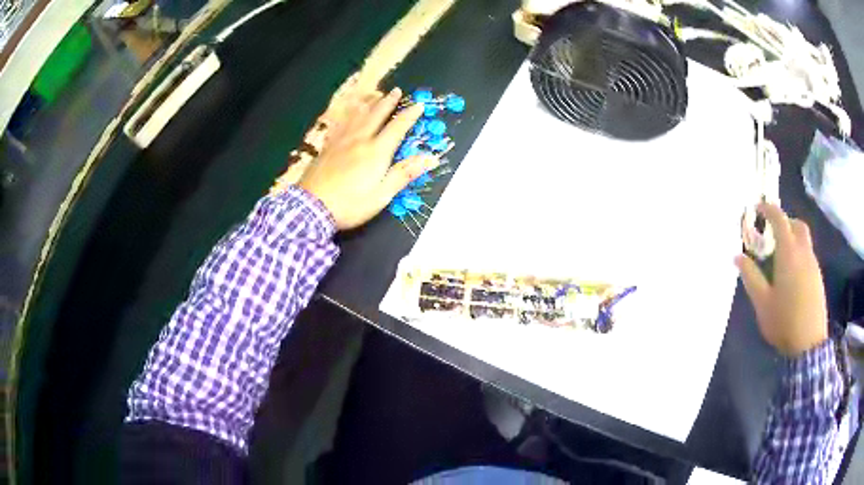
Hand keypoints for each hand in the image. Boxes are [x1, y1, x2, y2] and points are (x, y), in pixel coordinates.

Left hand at [299, 87, 438, 229]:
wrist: (311, 207)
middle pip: (376, 116)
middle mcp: (359, 140)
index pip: (397, 128)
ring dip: (369, 103)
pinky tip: (348, 113)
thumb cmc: (350, 205)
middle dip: (388, 102)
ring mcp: (341, 142)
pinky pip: (340, 124)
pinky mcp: (327, 147)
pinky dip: (348, 115)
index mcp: (376, 152)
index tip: (419, 104)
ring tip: (375, 94)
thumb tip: (430, 158)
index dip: (409, 115)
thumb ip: (404, 174)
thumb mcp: (382, 195)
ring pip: (357, 116)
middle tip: (396, 90)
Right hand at [735, 203, 827, 356]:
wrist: (809, 343)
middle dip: (785, 221)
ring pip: (804, 240)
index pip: (779, 218)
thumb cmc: (784, 321)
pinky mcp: (817, 278)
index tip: (757, 208)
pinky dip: (799, 254)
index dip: (768, 209)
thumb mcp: (762, 302)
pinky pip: (808, 255)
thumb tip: (737, 256)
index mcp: (788, 253)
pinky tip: (792, 275)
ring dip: (792, 238)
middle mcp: (803, 252)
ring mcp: (813, 265)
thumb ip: (750, 277)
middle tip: (772, 231)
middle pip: (797, 224)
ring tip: (780, 256)